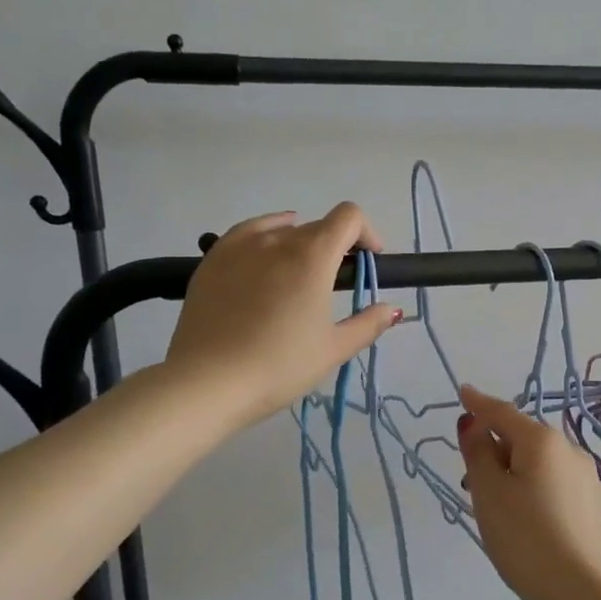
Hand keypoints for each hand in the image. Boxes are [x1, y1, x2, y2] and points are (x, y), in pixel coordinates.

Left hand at [166, 204, 401, 427]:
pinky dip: (266, 236)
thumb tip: (392, 310)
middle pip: (318, 226)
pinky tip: (266, 253)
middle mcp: (278, 240)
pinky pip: (247, 233)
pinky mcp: (213, 259)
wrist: (208, 382)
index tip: (369, 262)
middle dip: (337, 247)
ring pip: (282, 230)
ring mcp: (241, 246)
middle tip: (337, 283)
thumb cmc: (280, 366)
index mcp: (313, 256)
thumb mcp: (333, 349)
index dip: (366, 234)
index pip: (348, 217)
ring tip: (300, 275)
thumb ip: (367, 324)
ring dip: (302, 244)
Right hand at [456, 384, 600, 599]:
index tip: (462, 392)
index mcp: (542, 440)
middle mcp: (568, 450)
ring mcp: (584, 478)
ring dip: (511, 472)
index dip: (478, 404)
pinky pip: (551, 483)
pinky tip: (522, 521)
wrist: (586, 593)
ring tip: (493, 508)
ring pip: (537, 463)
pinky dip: (530, 488)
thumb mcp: (489, 493)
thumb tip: (473, 423)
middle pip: (521, 437)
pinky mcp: (590, 504)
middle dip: (494, 448)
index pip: (502, 412)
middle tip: (469, 480)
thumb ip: (478, 453)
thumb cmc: (527, 538)